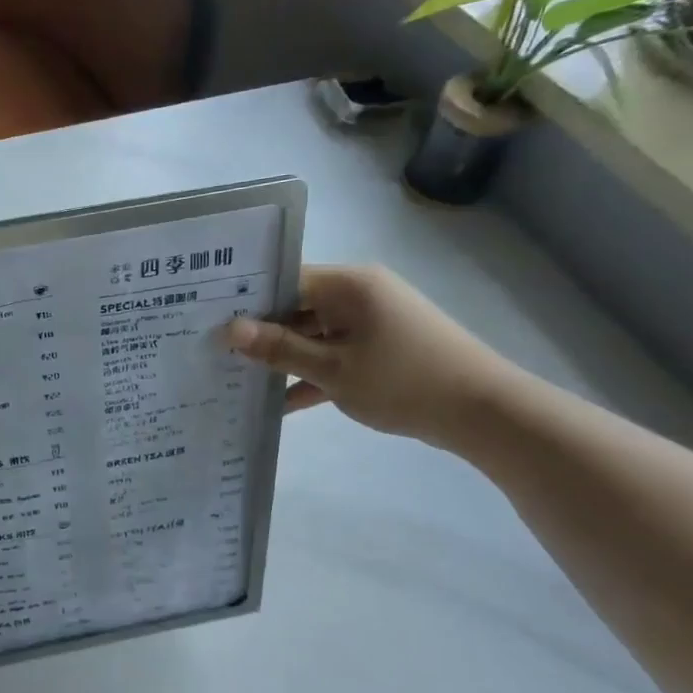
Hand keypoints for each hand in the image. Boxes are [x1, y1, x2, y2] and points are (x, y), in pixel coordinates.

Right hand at [225, 265, 516, 448]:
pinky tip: (275, 403)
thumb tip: (229, 329)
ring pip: (313, 335)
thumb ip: (279, 349)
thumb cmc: (403, 381)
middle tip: (213, 350)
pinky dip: (310, 376)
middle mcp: (359, 295)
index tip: (209, 319)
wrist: (484, 413)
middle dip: (260, 332)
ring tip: (235, 376)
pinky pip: (334, 356)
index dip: (247, 298)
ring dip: (282, 358)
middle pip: (296, 307)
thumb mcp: (333, 369)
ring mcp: (371, 324)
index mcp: (348, 285)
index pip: (285, 280)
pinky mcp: (379, 351)